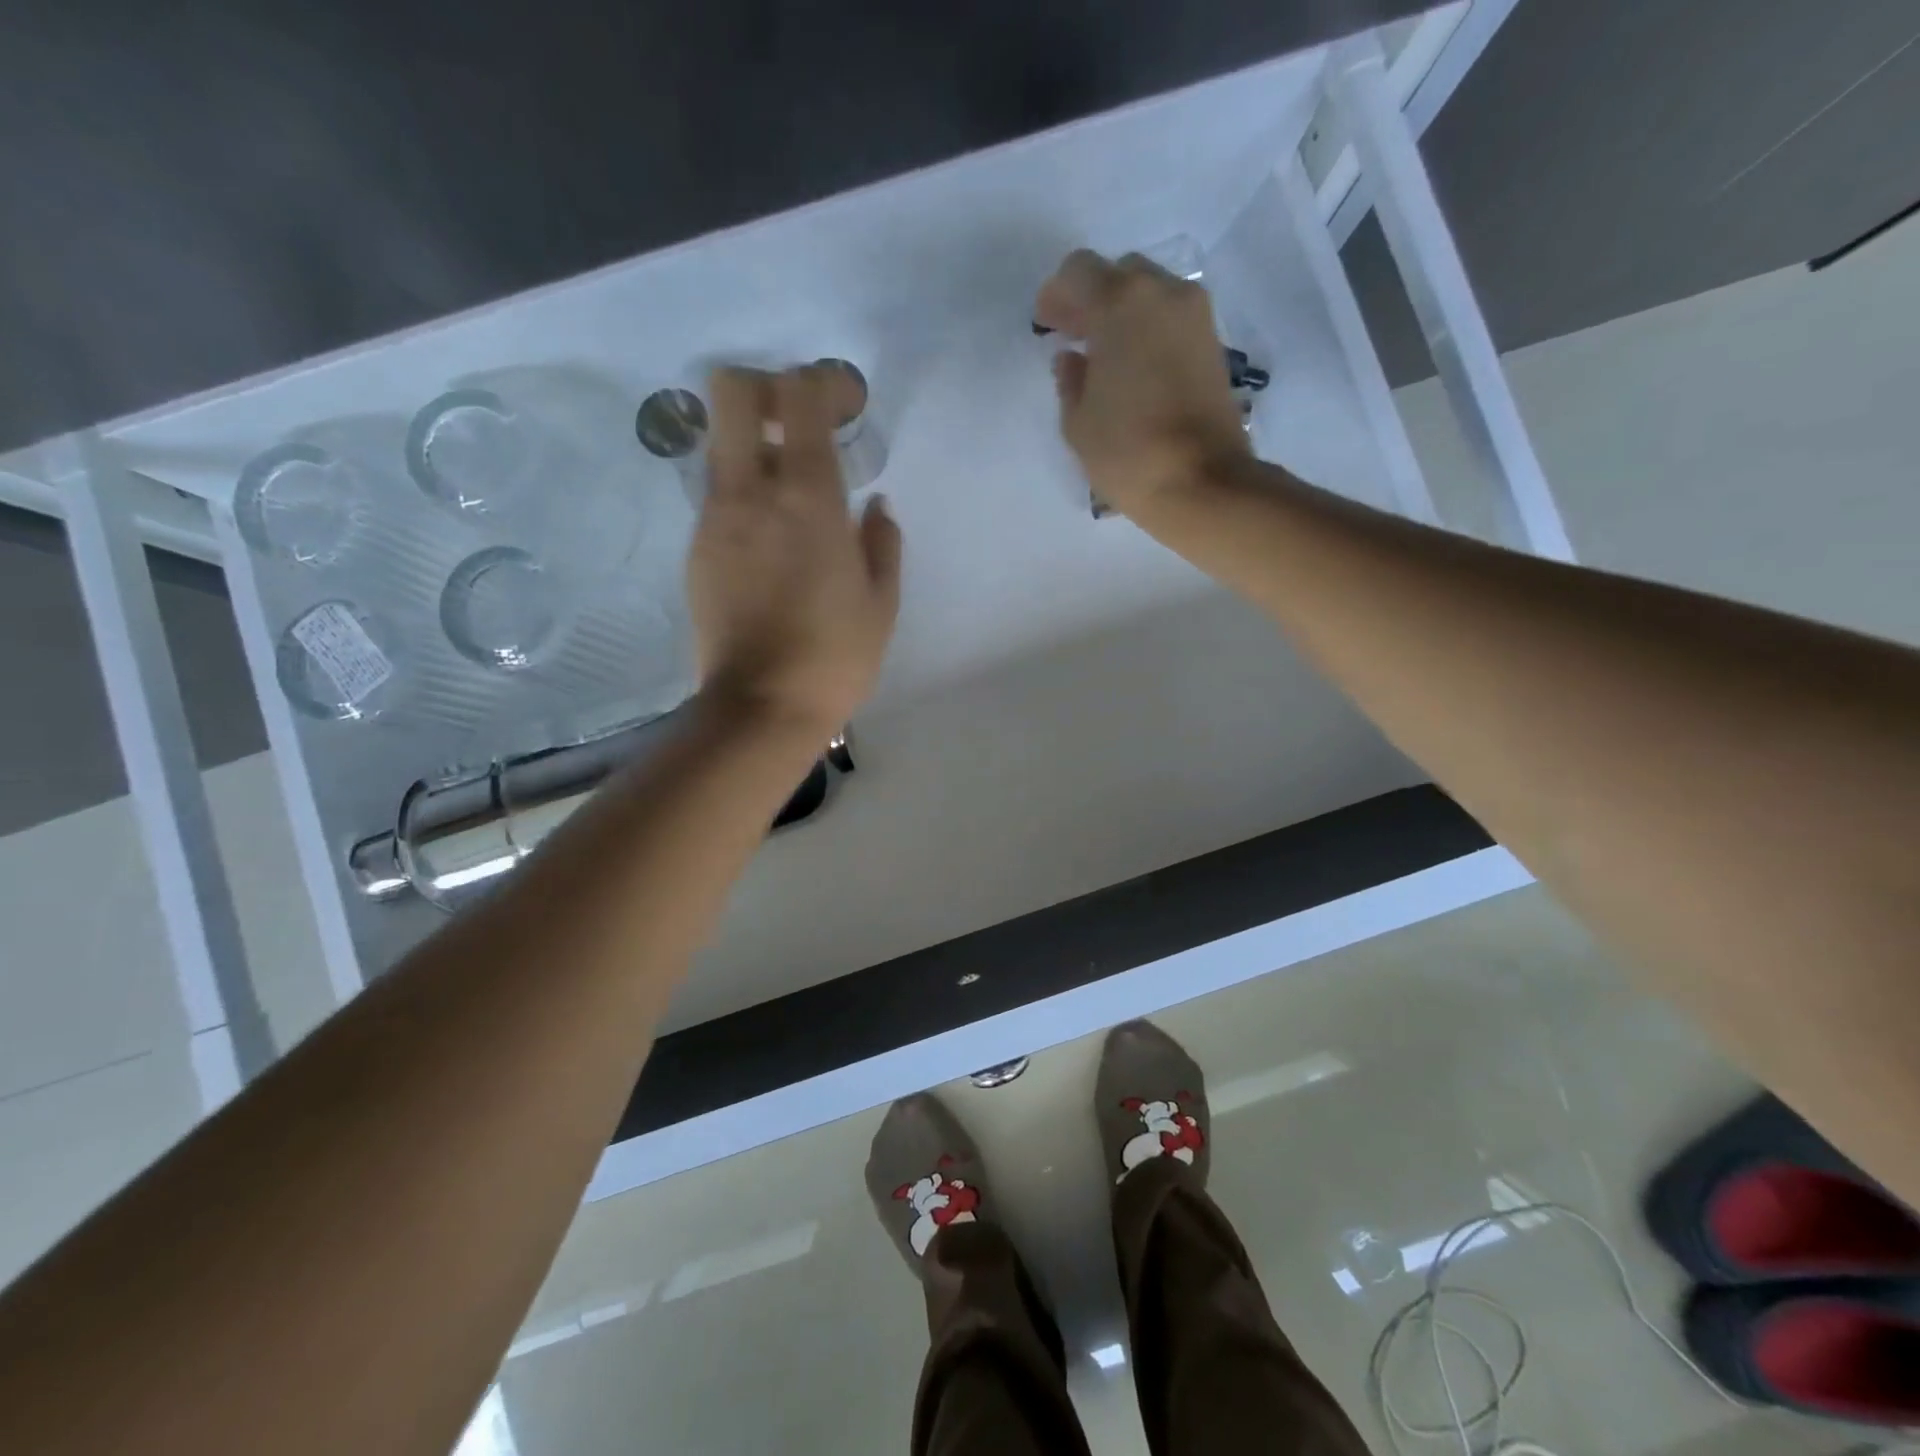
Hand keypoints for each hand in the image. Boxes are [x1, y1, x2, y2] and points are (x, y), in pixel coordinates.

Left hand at [688, 365, 901, 734]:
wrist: (761, 707)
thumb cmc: (835, 656)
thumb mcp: (881, 602)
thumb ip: (881, 542)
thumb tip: (874, 506)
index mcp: (809, 498)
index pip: (799, 395)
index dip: (823, 381)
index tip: (847, 406)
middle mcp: (751, 492)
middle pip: (732, 391)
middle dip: (767, 387)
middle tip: (800, 423)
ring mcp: (714, 518)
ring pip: (721, 442)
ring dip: (755, 444)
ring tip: (791, 489)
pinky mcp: (697, 548)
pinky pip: (718, 493)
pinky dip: (744, 491)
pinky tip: (771, 537)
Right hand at [1035, 249, 1250, 521]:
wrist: (1202, 482)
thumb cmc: (1128, 452)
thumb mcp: (1078, 422)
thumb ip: (1070, 381)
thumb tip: (1073, 359)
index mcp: (1121, 304)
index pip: (1079, 271)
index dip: (1056, 295)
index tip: (1047, 325)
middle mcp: (1163, 294)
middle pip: (1119, 274)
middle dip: (1093, 298)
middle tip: (1075, 337)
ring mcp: (1195, 315)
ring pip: (1150, 294)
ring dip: (1123, 314)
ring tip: (1104, 356)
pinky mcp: (1213, 342)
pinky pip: (1171, 318)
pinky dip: (1148, 330)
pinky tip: (1133, 368)